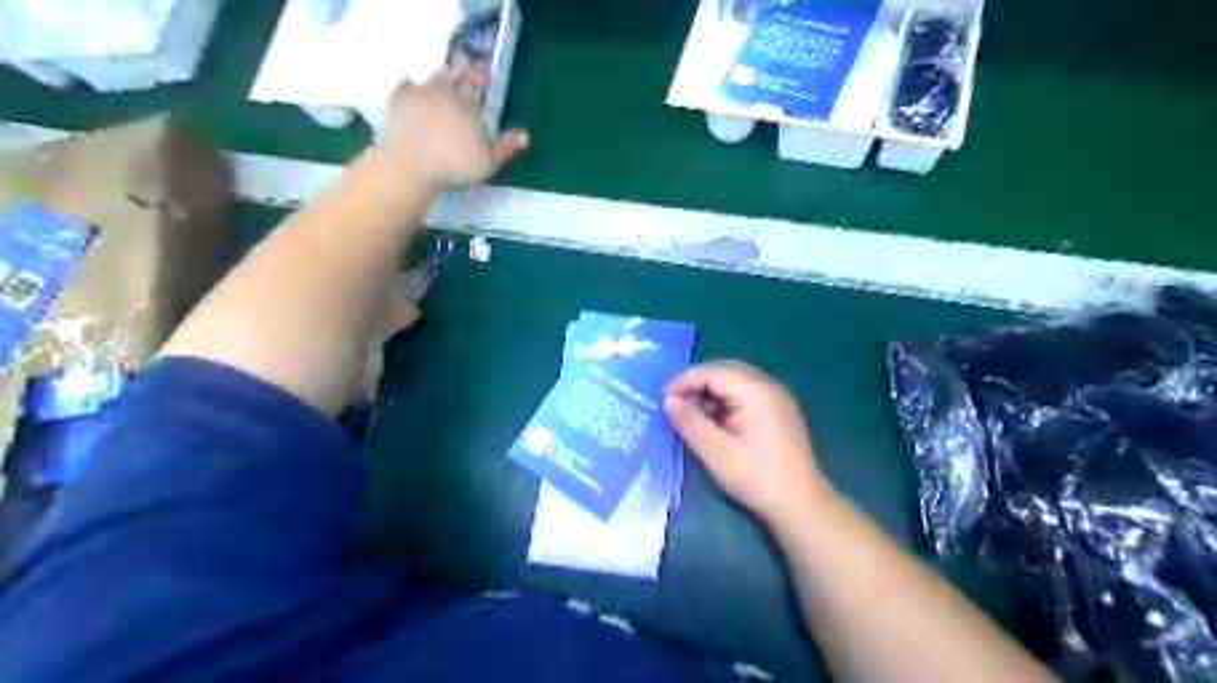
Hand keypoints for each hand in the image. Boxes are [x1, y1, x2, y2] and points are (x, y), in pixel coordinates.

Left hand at [379, 81, 527, 190]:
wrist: (412, 163)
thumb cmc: (455, 164)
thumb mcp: (488, 161)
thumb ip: (506, 146)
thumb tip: (525, 135)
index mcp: (466, 102)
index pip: (476, 81)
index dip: (481, 76)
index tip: (485, 76)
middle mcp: (443, 91)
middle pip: (453, 74)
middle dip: (461, 73)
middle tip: (464, 74)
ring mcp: (418, 93)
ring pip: (431, 77)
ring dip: (439, 79)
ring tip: (442, 86)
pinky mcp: (397, 101)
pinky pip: (403, 86)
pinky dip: (408, 86)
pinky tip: (409, 86)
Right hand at [665, 362, 838, 528]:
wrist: (800, 504)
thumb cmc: (756, 477)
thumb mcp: (715, 452)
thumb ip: (690, 422)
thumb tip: (669, 400)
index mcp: (755, 390)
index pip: (712, 371)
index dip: (684, 381)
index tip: (662, 399)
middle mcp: (768, 384)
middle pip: (724, 369)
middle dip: (696, 382)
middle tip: (674, 403)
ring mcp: (777, 396)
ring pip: (735, 379)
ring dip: (710, 390)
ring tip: (691, 413)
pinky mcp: (779, 409)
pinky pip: (746, 391)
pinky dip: (725, 399)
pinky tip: (715, 420)